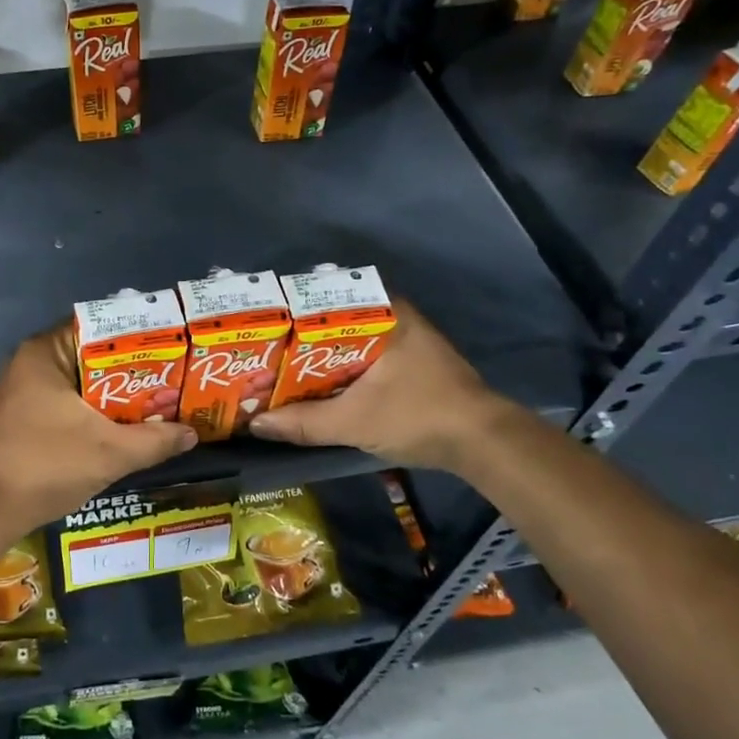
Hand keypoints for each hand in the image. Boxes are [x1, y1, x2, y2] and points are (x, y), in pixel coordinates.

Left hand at [0, 323, 197, 534]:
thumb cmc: (46, 464)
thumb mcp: (110, 452)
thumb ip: (155, 440)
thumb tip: (193, 433)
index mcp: (45, 352)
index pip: (99, 326)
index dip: (138, 336)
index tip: (171, 347)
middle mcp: (30, 363)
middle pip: (92, 356)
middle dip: (132, 371)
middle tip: (173, 378)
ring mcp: (22, 392)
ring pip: (80, 384)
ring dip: (114, 396)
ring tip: (158, 403)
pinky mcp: (21, 418)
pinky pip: (67, 403)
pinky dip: (93, 412)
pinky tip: (123, 428)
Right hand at [248, 300, 513, 470]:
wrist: (483, 443)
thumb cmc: (419, 416)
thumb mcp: (354, 421)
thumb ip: (304, 422)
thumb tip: (255, 424)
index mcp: (384, 313)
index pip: (326, 295)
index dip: (290, 309)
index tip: (261, 321)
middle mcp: (395, 316)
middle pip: (333, 319)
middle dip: (298, 335)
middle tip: (262, 347)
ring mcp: (405, 339)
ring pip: (348, 339)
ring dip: (318, 354)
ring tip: (278, 365)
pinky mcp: (411, 362)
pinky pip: (362, 355)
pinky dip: (338, 366)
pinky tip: (314, 383)